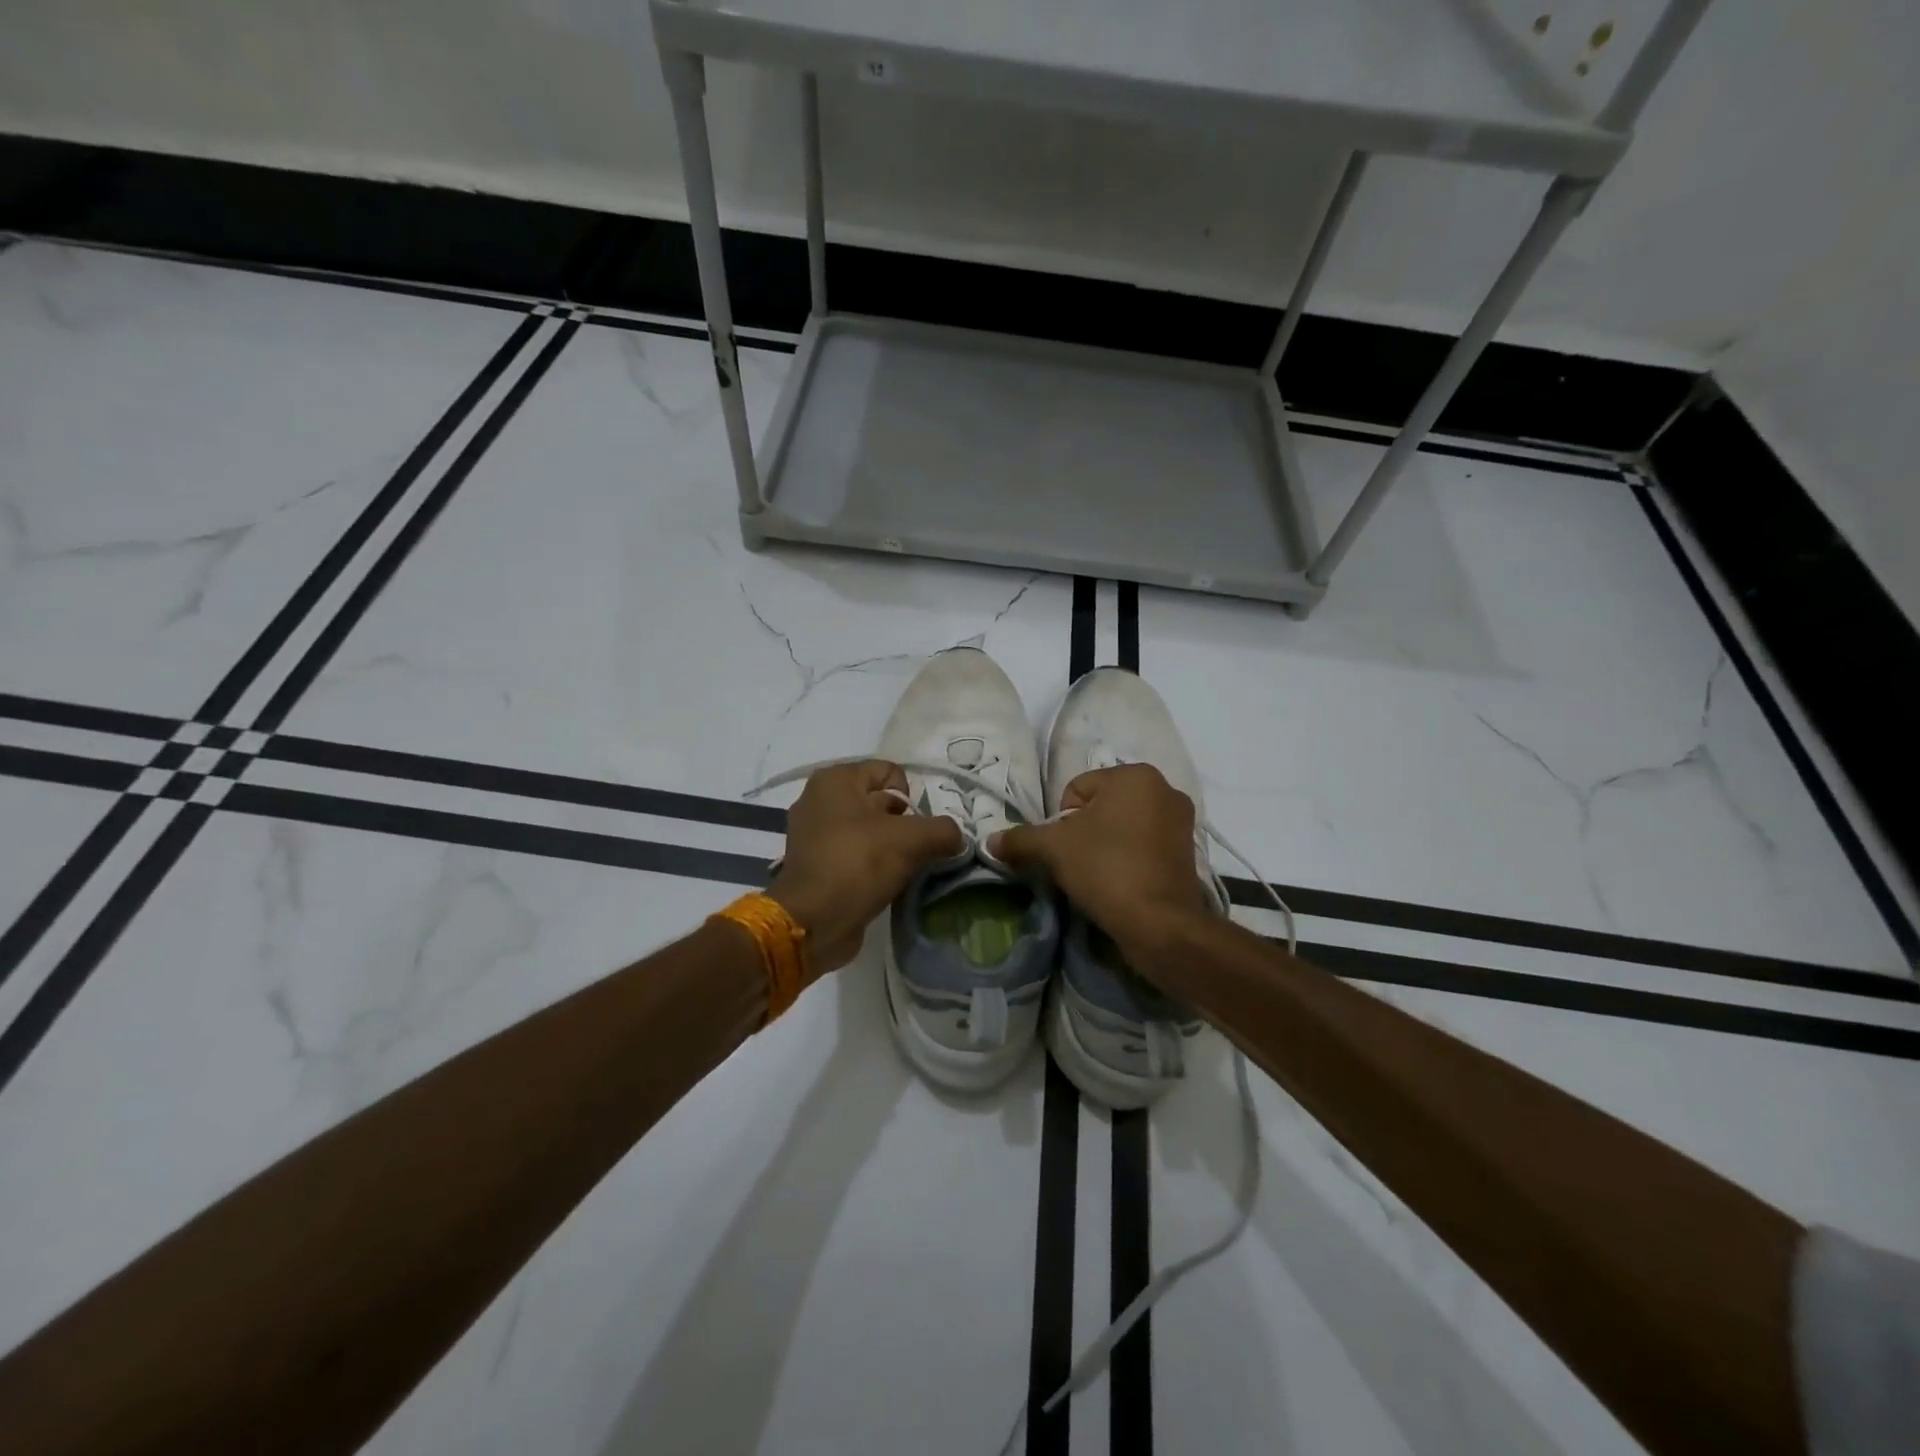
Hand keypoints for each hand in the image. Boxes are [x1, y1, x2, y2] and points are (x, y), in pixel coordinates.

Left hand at [768, 760, 965, 974]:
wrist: (812, 922)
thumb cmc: (858, 864)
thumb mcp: (912, 840)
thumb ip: (943, 830)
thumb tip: (956, 837)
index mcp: (836, 779)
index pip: (891, 773)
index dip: (912, 798)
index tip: (917, 829)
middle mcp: (819, 798)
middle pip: (880, 802)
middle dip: (903, 825)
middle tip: (914, 851)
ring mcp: (812, 833)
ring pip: (869, 831)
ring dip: (890, 848)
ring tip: (901, 871)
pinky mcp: (814, 864)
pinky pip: (854, 854)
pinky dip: (871, 866)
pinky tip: (883, 884)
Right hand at [990, 764, 1211, 963]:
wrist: (1159, 923)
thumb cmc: (1106, 869)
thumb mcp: (1053, 849)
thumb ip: (1020, 838)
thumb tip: (990, 841)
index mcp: (1135, 775)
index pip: (1076, 789)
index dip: (1061, 821)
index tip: (1065, 849)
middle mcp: (1164, 789)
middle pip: (1101, 806)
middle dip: (1085, 832)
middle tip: (1079, 863)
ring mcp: (1182, 821)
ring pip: (1123, 827)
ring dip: (1106, 845)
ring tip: (1099, 875)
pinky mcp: (1188, 852)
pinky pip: (1144, 846)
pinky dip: (1129, 859)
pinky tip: (1120, 883)